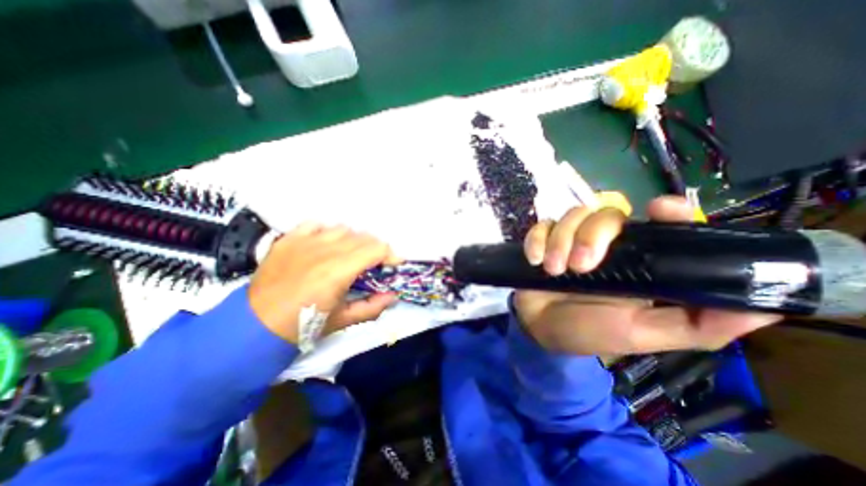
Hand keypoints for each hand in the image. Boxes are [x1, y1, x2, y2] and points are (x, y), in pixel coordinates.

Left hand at [249, 224, 399, 344]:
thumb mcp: (343, 321)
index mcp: (338, 271)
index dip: (391, 254)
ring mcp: (304, 241)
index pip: (376, 248)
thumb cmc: (303, 326)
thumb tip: (393, 296)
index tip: (394, 264)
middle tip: (375, 264)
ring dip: (355, 240)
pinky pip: (316, 224)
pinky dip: (328, 231)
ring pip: (343, 228)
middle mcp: (323, 250)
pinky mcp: (289, 239)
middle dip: (376, 249)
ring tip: (351, 255)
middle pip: (363, 237)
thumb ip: (373, 307)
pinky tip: (327, 244)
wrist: (254, 326)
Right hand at [510, 195, 781, 358]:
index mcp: (637, 262)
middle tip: (580, 267)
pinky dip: (536, 240)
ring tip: (552, 270)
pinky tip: (534, 260)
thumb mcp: (643, 335)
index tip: (660, 208)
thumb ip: (696, 325)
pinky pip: (541, 226)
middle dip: (592, 236)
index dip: (668, 209)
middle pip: (607, 213)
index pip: (661, 223)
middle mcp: (606, 244)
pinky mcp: (544, 240)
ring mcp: (571, 239)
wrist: (540, 329)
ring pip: (572, 215)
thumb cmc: (591, 333)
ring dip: (560, 241)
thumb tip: (767, 306)